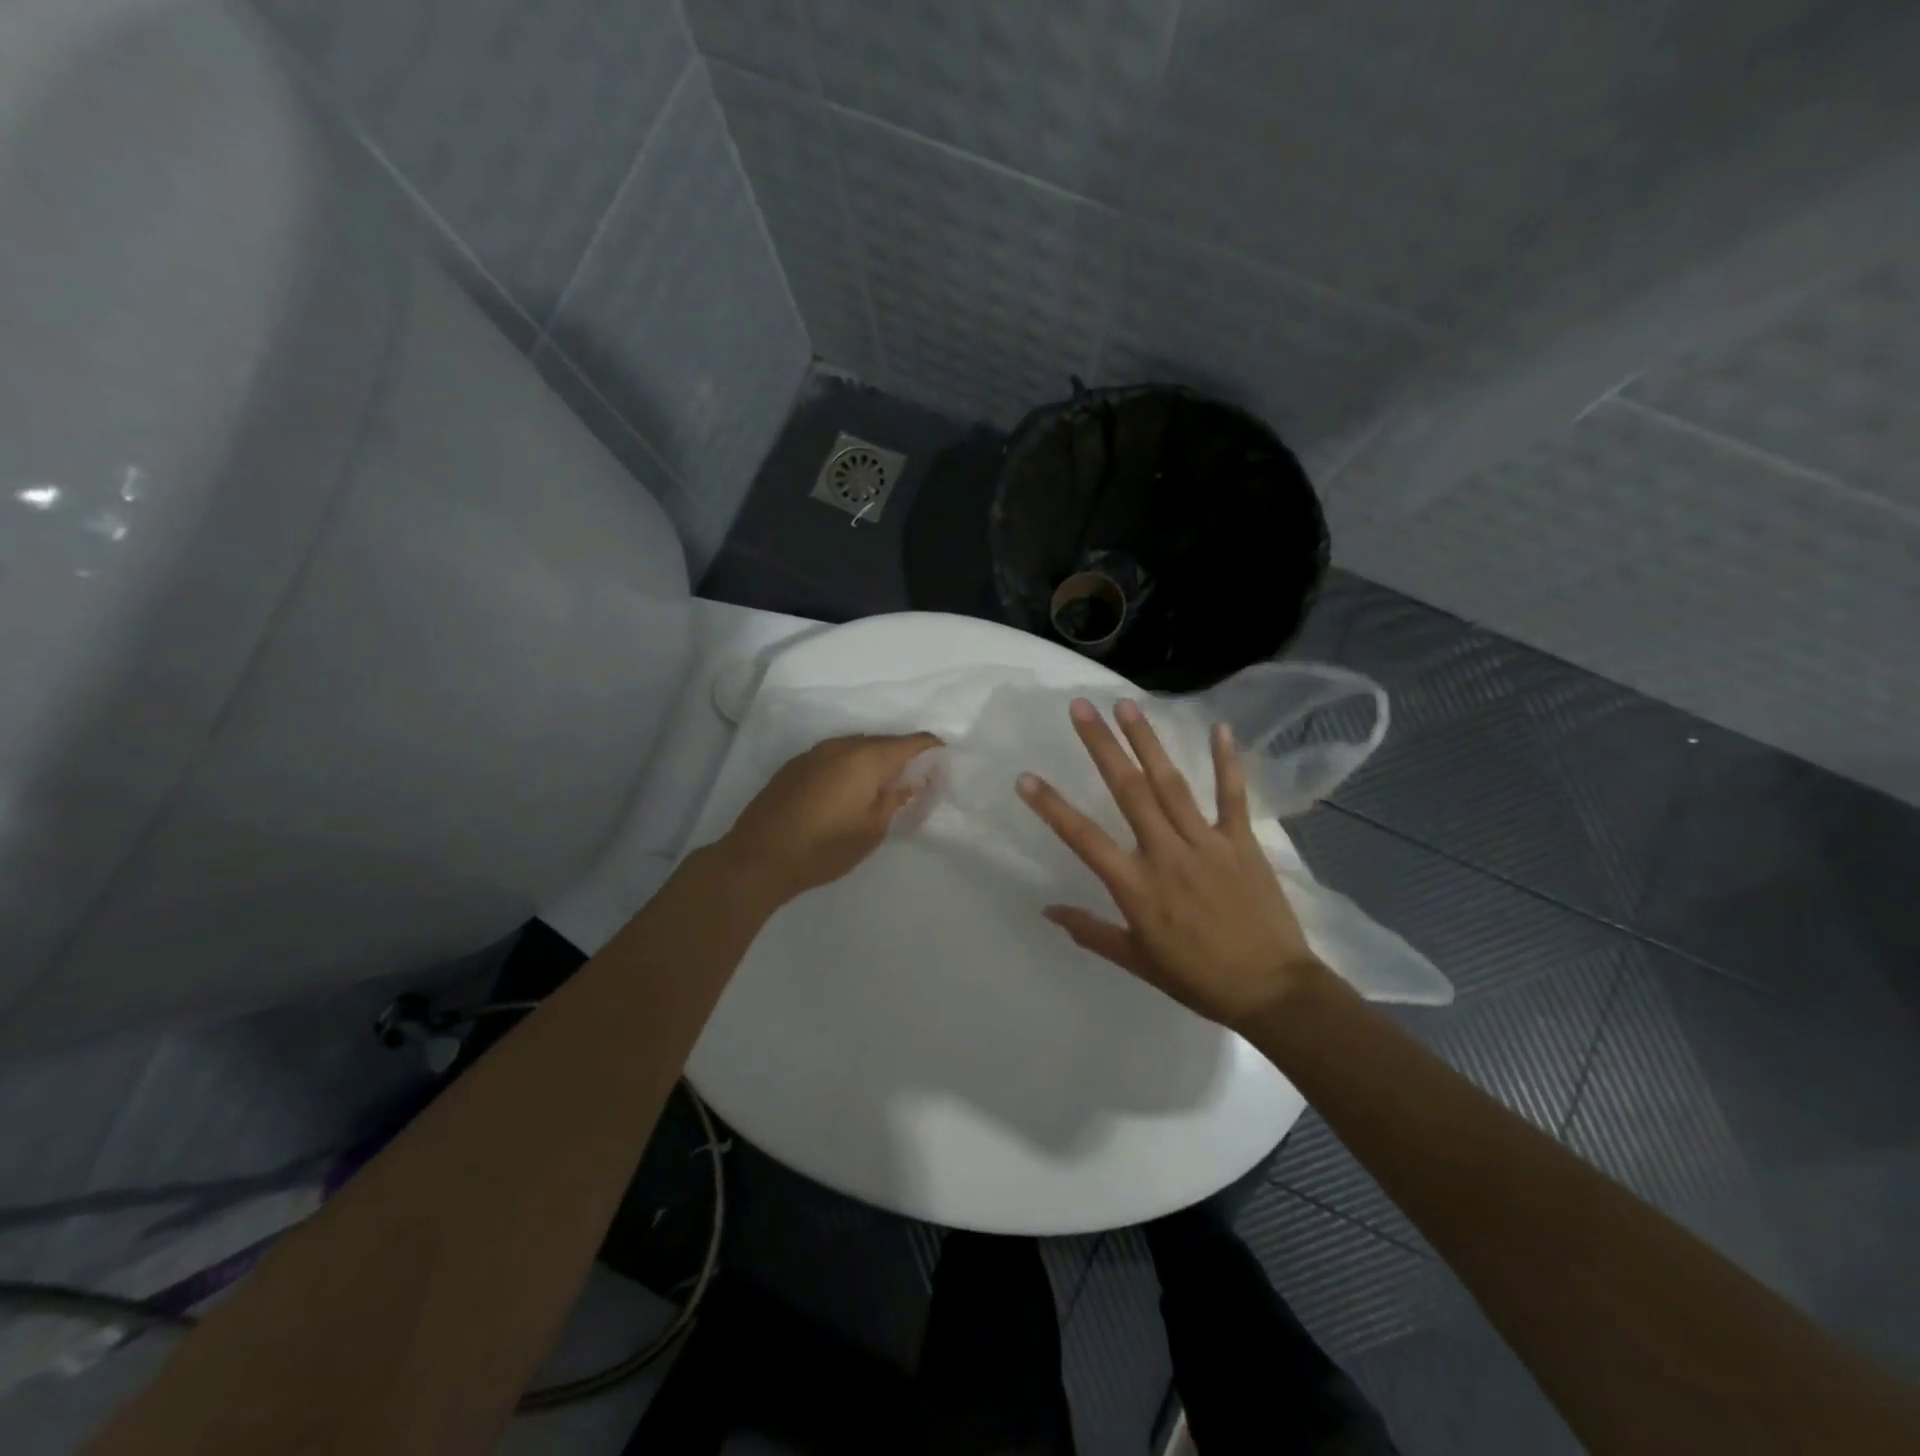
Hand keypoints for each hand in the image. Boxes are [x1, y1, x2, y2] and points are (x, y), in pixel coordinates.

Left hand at [718, 732, 941, 906]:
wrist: (759, 857)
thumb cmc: (825, 847)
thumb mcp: (872, 830)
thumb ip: (895, 799)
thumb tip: (911, 781)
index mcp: (867, 758)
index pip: (911, 742)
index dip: (931, 750)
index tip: (943, 766)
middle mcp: (841, 745)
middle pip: (883, 742)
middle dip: (903, 756)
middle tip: (916, 780)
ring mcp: (814, 753)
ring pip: (857, 748)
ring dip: (874, 761)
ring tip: (883, 786)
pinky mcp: (795, 765)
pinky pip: (835, 756)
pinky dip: (850, 767)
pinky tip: (849, 790)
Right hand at [1017, 699, 1328, 1031]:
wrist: (1272, 992)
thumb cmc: (1198, 979)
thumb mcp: (1137, 960)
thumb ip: (1091, 931)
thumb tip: (1047, 910)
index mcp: (1135, 886)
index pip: (1083, 838)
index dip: (1051, 807)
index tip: (1025, 778)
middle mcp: (1166, 853)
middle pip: (1127, 791)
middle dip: (1101, 746)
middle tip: (1079, 707)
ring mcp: (1206, 843)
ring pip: (1171, 783)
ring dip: (1147, 741)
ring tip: (1126, 705)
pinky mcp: (1241, 841)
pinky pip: (1232, 796)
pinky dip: (1226, 762)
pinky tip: (1220, 727)